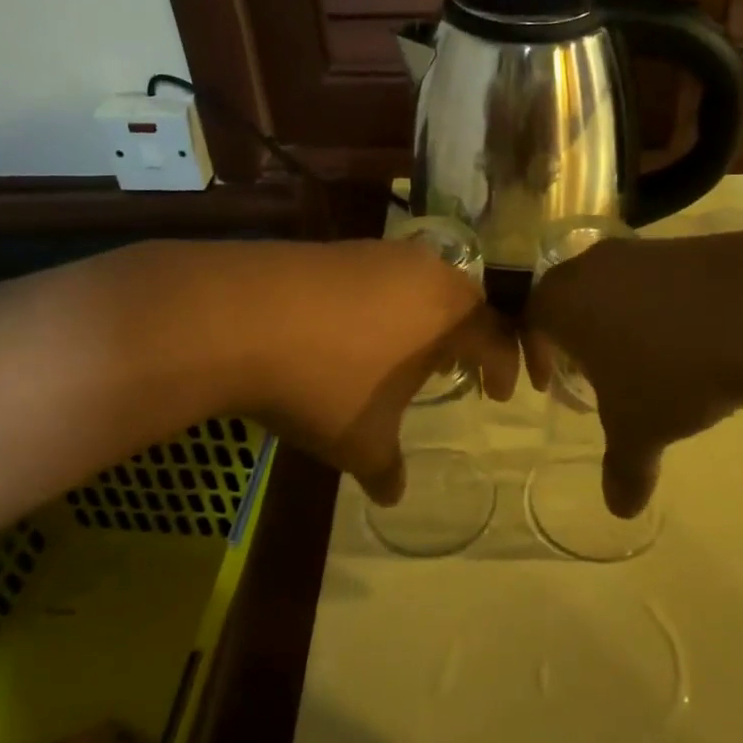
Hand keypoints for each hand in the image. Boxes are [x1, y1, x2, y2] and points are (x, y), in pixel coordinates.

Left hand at [242, 240, 517, 501]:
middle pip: (464, 301)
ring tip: (407, 351)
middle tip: (458, 368)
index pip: (498, 336)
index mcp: (448, 313)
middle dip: (468, 337)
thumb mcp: (361, 441)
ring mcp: (378, 253)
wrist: (238, 317)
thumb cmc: (323, 383)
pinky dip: (384, 304)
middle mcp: (424, 272)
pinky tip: (356, 331)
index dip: (505, 367)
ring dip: (424, 317)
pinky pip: (380, 276)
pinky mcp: (337, 247)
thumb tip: (394, 496)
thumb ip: (386, 470)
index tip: (499, 394)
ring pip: (422, 283)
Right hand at [524, 230, 742, 516]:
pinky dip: (659, 307)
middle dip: (574, 337)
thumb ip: (623, 470)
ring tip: (643, 360)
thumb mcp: (641, 430)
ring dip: (617, 321)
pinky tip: (687, 339)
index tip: (550, 383)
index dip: (536, 354)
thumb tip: (620, 510)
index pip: (528, 320)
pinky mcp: (688, 244)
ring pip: (612, 286)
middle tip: (591, 374)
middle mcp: (593, 265)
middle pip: (568, 298)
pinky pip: (655, 280)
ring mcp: (642, 249)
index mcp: (562, 300)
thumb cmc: (674, 370)